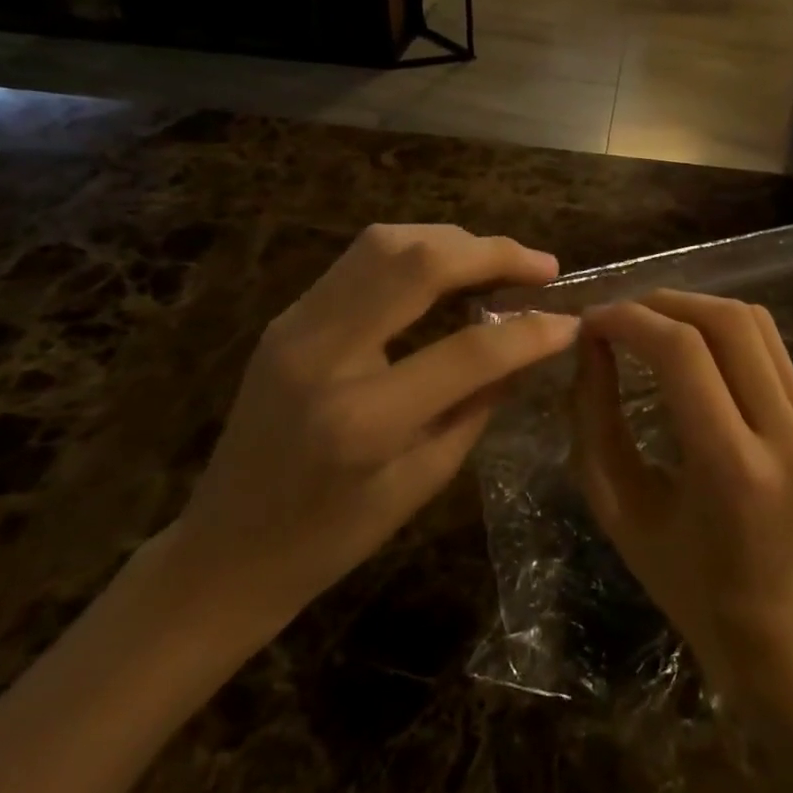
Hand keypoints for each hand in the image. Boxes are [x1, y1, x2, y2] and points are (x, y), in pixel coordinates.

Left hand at [167, 225, 577, 646]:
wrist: (222, 552)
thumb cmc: (328, 539)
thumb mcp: (420, 483)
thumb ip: (477, 405)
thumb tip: (527, 346)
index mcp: (362, 419)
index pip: (468, 351)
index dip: (530, 332)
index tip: (570, 320)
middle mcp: (324, 353)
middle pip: (419, 263)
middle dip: (493, 253)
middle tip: (542, 265)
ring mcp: (296, 325)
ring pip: (386, 243)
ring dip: (453, 241)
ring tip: (499, 260)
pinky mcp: (288, 316)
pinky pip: (361, 259)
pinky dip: (415, 250)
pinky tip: (447, 268)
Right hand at [568, 291, 792, 689]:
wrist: (767, 617)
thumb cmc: (678, 573)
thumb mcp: (616, 504)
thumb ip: (595, 417)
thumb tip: (591, 342)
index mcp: (731, 467)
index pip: (682, 353)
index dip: (630, 321)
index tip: (591, 322)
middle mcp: (783, 434)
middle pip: (725, 321)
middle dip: (662, 302)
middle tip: (618, 316)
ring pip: (751, 321)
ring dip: (692, 306)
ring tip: (648, 321)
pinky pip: (767, 343)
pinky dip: (719, 326)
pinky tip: (688, 341)